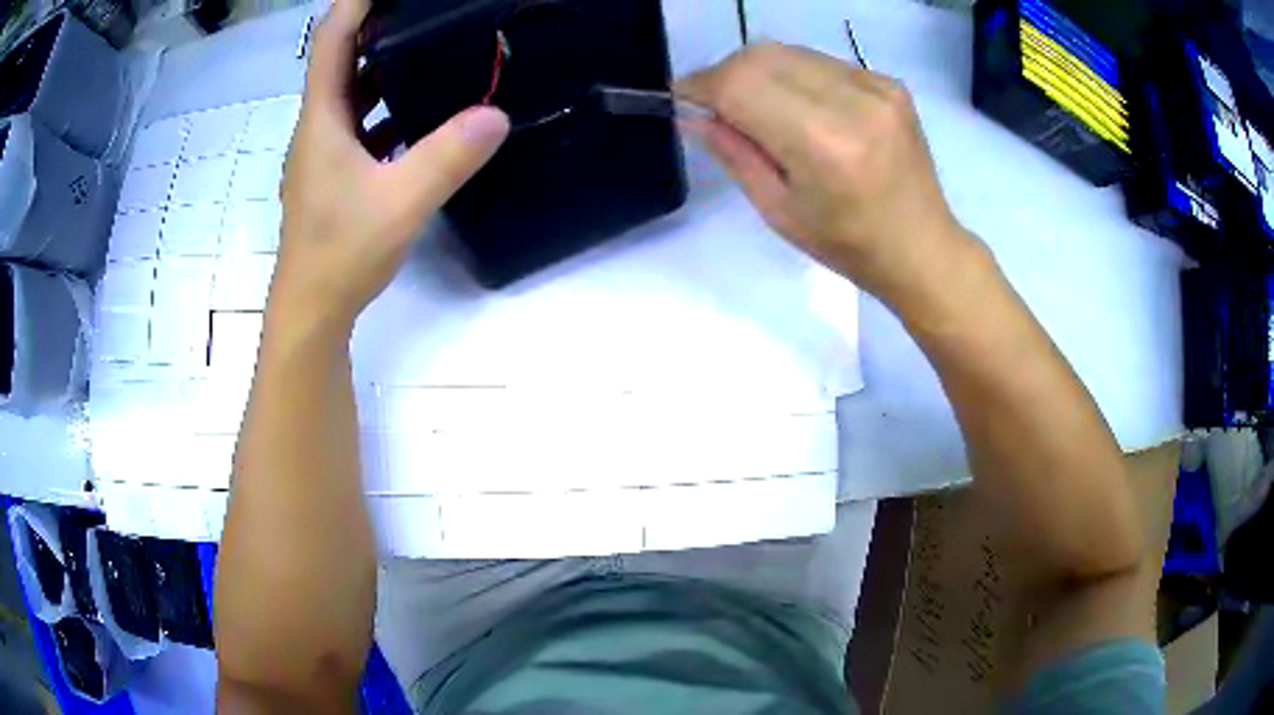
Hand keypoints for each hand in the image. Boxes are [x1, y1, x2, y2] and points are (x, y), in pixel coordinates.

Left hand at [271, 0, 509, 331]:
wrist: (312, 310)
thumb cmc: (341, 252)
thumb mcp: (402, 201)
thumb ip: (448, 155)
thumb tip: (498, 113)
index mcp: (322, 119)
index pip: (332, 40)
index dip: (355, 4)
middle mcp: (318, 127)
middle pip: (340, 59)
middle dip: (376, 27)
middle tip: (419, 12)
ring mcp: (324, 152)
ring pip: (350, 93)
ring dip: (381, 66)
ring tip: (426, 47)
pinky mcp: (333, 175)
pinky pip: (359, 124)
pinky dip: (384, 108)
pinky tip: (418, 112)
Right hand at [678, 44, 979, 311]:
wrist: (922, 247)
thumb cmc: (848, 245)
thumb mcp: (778, 211)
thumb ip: (734, 154)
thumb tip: (691, 114)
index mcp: (822, 144)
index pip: (741, 85)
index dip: (701, 84)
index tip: (681, 97)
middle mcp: (852, 101)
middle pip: (762, 56)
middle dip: (727, 74)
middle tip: (718, 105)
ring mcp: (876, 86)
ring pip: (789, 52)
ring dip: (760, 72)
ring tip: (761, 108)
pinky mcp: (889, 83)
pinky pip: (821, 61)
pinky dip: (796, 75)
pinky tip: (804, 108)